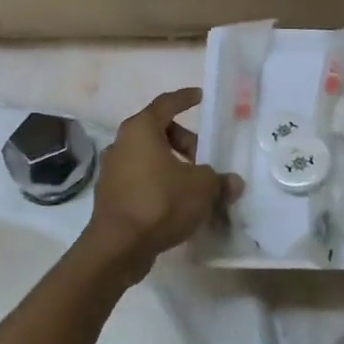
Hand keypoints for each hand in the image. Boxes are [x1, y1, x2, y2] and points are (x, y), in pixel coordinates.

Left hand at [81, 88, 242, 271]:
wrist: (118, 247)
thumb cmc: (160, 203)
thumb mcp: (202, 188)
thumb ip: (219, 180)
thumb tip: (233, 182)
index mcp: (141, 130)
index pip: (166, 104)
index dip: (186, 98)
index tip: (201, 97)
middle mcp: (122, 144)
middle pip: (158, 132)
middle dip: (185, 142)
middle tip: (205, 159)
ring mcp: (113, 170)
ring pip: (149, 158)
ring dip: (173, 166)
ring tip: (195, 186)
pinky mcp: (111, 195)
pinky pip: (141, 179)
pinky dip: (160, 184)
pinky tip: (177, 204)